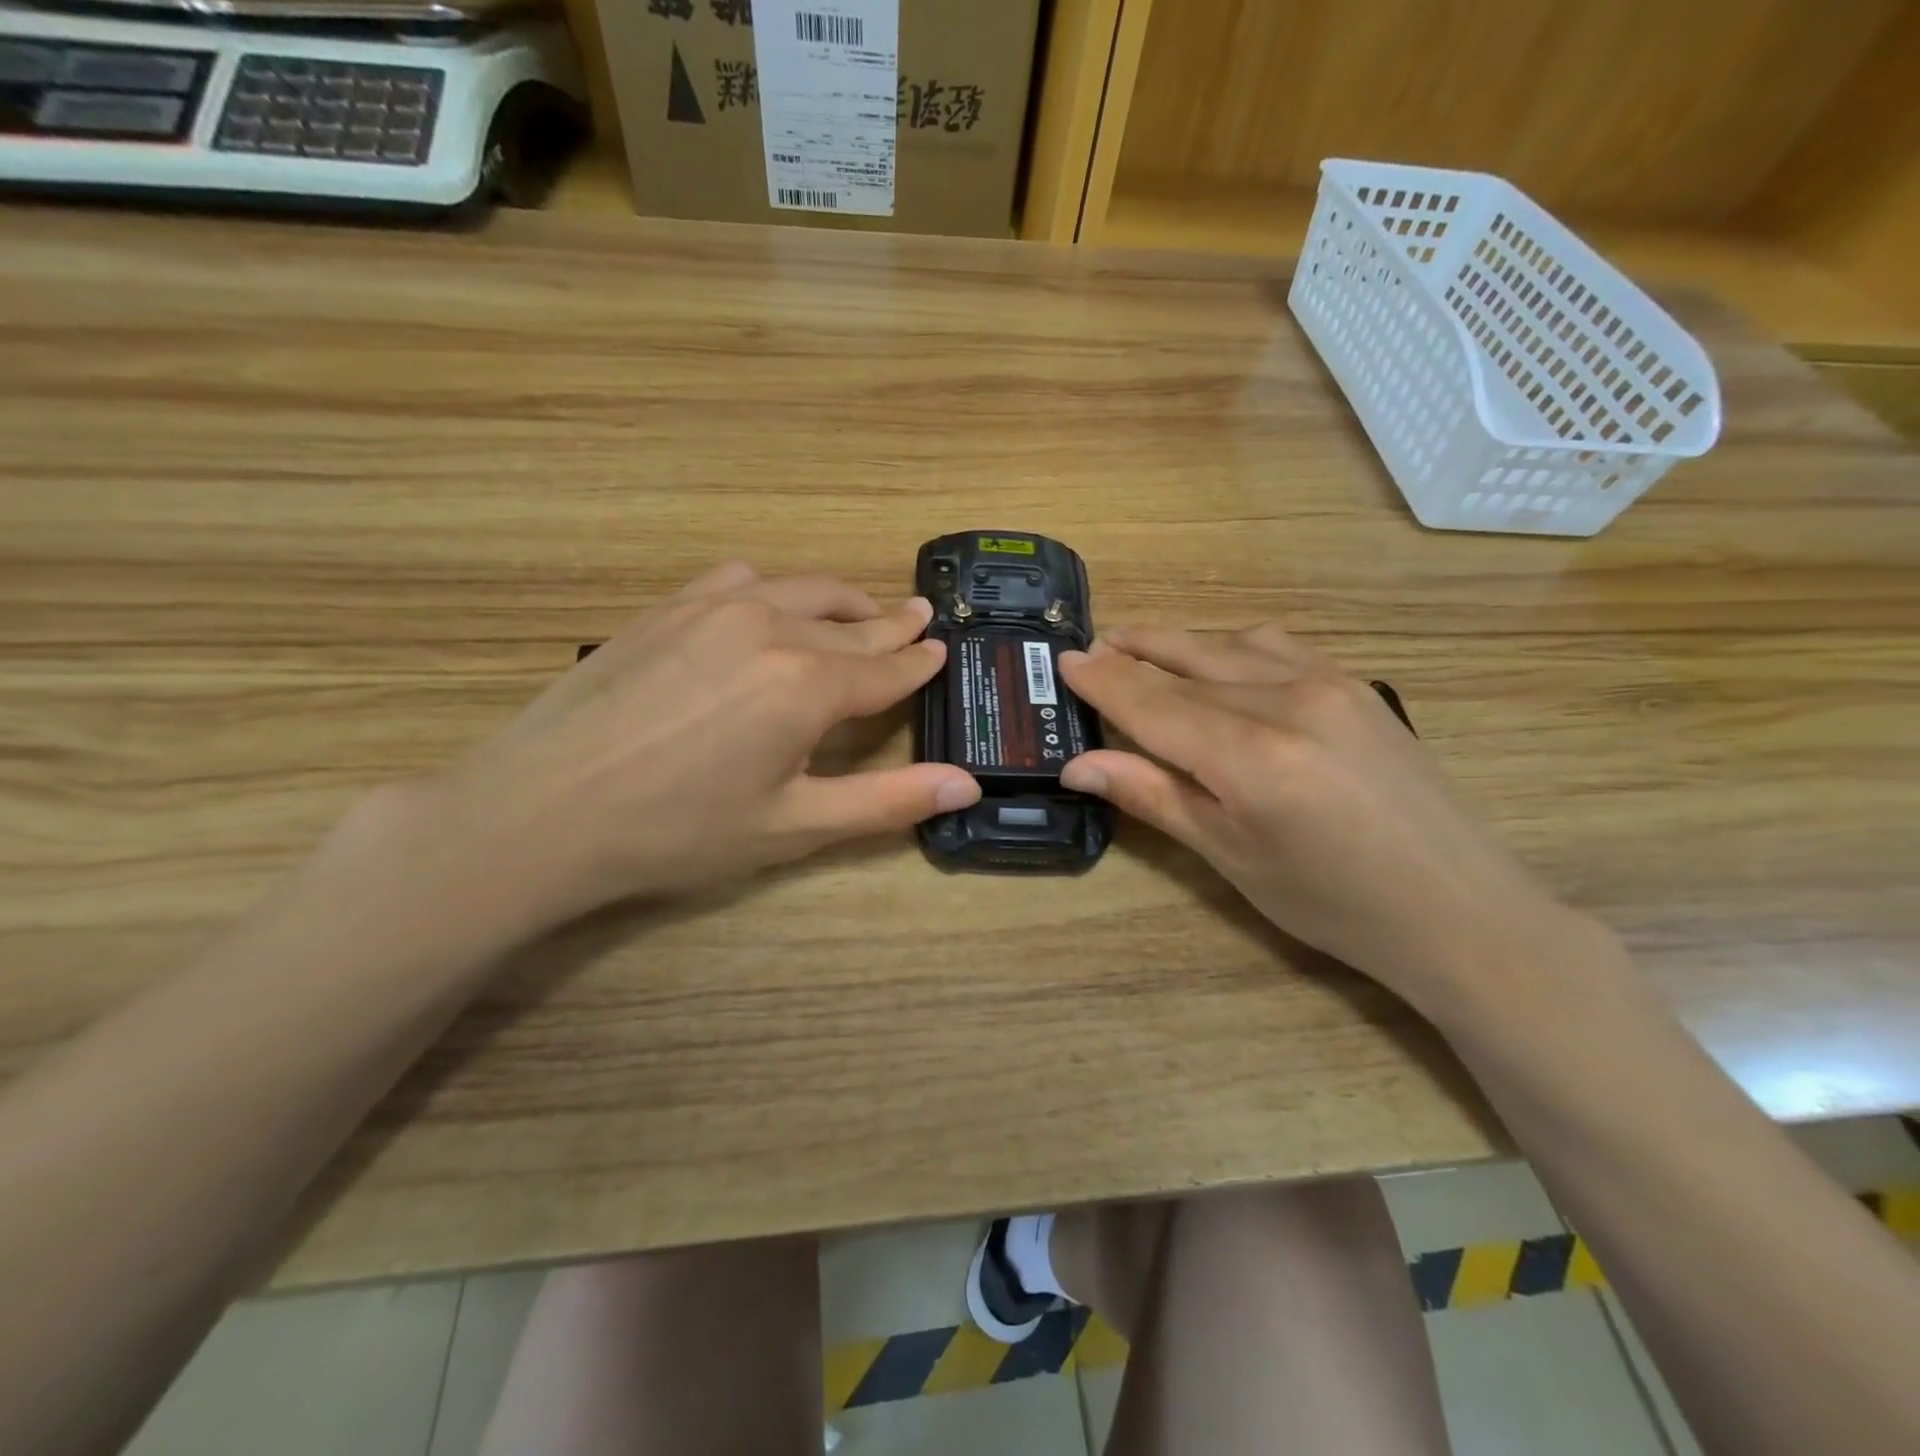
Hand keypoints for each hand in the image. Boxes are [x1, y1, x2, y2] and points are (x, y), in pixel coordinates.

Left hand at [418, 561, 979, 932]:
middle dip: (890, 625)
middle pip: (850, 624)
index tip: (941, 649)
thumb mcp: (793, 826)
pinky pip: (742, 578)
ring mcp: (714, 607)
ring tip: (859, 613)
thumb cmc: (677, 831)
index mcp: (808, 684)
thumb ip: (887, 800)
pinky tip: (770, 604)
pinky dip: (776, 588)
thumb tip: (968, 784)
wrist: (540, 810)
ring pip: (802, 590)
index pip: (885, 669)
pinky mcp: (668, 606)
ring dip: (840, 602)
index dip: (918, 663)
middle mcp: (771, 627)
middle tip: (918, 619)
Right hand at [1058, 625, 1571, 1009]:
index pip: (1154, 703)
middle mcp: (1289, 701)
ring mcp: (1331, 684)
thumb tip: (1079, 765)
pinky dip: (1229, 645)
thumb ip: (1155, 796)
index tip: (1064, 661)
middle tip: (1090, 647)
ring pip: (1231, 644)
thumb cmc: (1333, 903)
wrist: (1460, 909)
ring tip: (1138, 645)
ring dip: (1178, 642)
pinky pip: (1277, 647)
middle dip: (1133, 650)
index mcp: (1252, 755)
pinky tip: (1215, 657)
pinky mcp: (1356, 686)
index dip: (1104, 681)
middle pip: (1188, 661)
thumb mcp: (1232, 857)